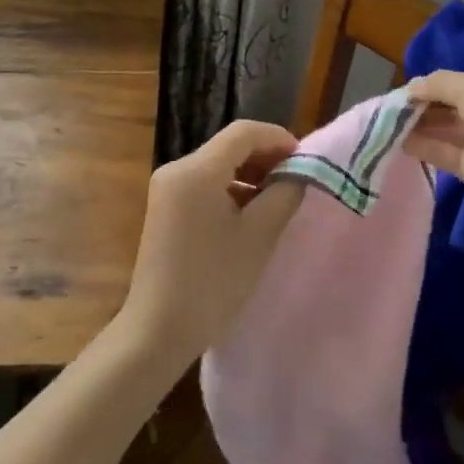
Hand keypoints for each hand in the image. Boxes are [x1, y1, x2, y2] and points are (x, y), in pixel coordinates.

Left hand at [116, 120, 304, 377]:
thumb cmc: (213, 282)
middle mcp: (176, 169)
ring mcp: (167, 189)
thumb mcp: (259, 236)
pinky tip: (250, 214)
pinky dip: (231, 189)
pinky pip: (204, 184)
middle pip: (229, 146)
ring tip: (278, 199)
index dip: (278, 139)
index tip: (305, 161)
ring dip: (250, 174)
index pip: (244, 132)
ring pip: (217, 165)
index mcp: (196, 170)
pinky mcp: (165, 209)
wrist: (158, 331)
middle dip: (266, 157)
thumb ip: (284, 193)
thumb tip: (298, 173)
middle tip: (297, 180)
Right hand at [403, 67, 463, 221]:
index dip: (436, 84)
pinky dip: (422, 145)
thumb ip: (437, 84)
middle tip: (392, 107)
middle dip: (424, 104)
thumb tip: (411, 87)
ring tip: (387, 122)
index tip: (407, 89)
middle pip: (452, 105)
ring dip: (418, 125)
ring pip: (446, 129)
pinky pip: (443, 152)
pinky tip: (398, 140)